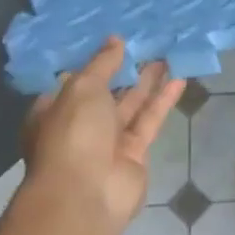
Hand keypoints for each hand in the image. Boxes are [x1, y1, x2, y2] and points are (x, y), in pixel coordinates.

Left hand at [21, 38, 184, 228]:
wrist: (86, 195)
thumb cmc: (73, 134)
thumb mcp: (83, 87)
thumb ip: (102, 63)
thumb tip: (115, 40)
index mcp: (55, 111)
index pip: (75, 81)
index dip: (95, 61)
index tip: (115, 39)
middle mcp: (80, 126)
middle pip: (107, 92)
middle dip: (126, 69)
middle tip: (148, 43)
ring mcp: (107, 142)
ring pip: (131, 105)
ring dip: (148, 81)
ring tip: (167, 53)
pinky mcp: (134, 154)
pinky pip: (149, 120)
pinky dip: (163, 100)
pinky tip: (179, 78)